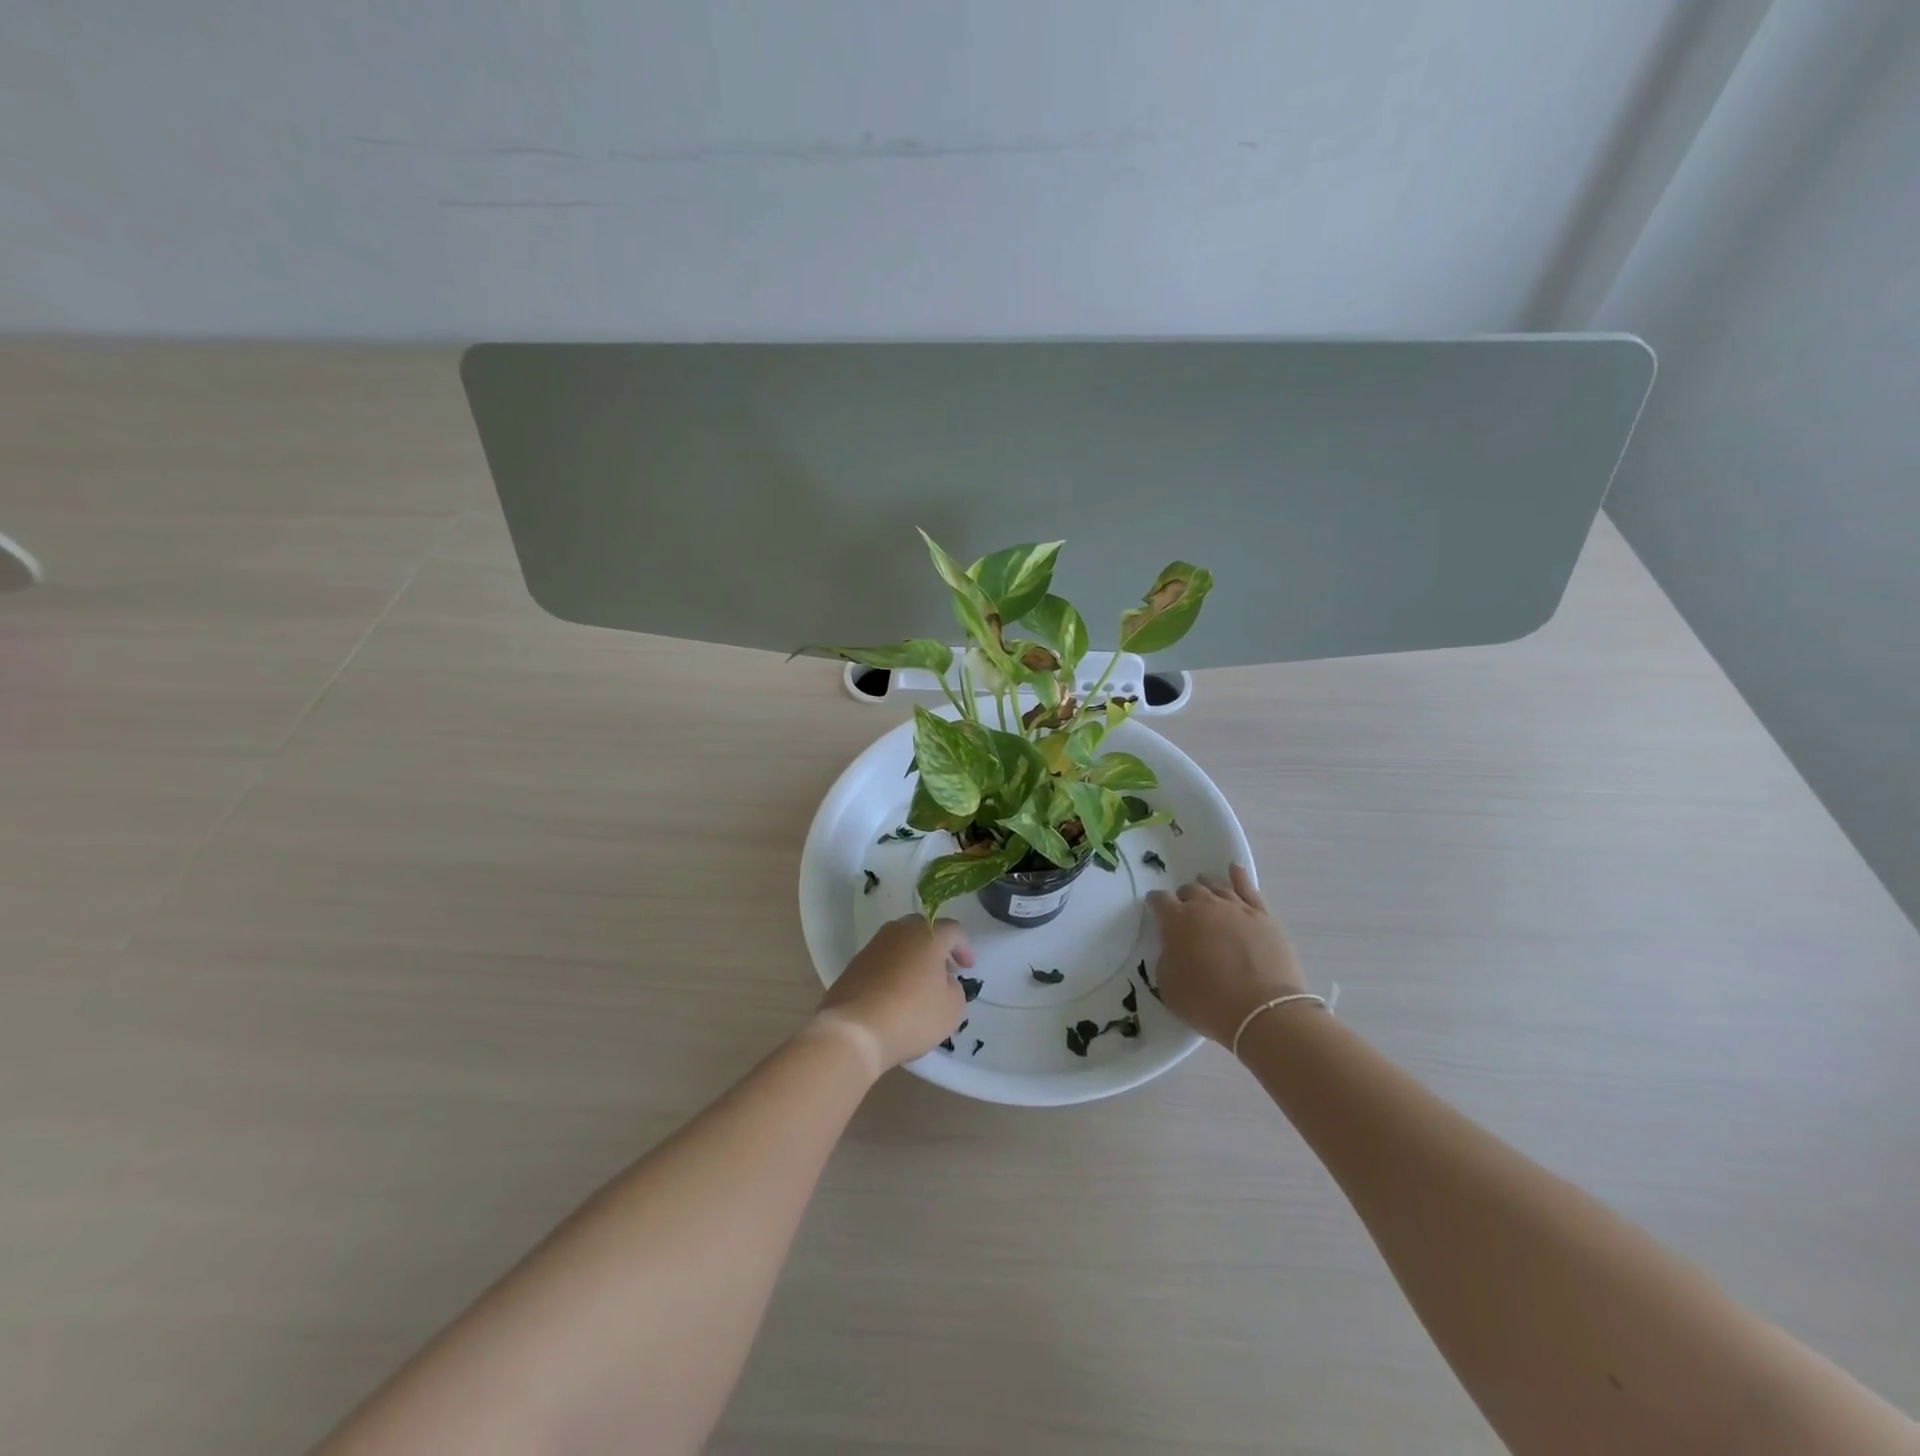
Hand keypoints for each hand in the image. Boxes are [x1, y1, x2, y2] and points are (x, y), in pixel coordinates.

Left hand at [815, 916, 972, 1072]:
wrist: (853, 1031)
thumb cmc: (911, 1015)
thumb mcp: (952, 1008)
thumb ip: (955, 989)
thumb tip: (944, 982)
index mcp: (927, 934)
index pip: (953, 930)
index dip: (964, 948)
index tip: (967, 969)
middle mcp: (899, 931)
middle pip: (923, 930)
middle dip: (937, 948)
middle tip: (945, 971)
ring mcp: (873, 946)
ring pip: (900, 943)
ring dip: (913, 958)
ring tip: (920, 985)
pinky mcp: (854, 964)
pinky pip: (882, 960)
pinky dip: (893, 971)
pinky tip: (896, 994)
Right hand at [1146, 866, 1307, 1045]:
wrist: (1262, 1010)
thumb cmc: (1207, 1002)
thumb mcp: (1168, 986)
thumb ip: (1166, 960)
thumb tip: (1174, 949)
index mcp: (1176, 920)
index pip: (1159, 901)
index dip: (1155, 904)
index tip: (1154, 909)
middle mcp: (1205, 906)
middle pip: (1190, 891)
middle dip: (1183, 898)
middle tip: (1185, 912)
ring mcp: (1236, 908)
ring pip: (1217, 887)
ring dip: (1207, 888)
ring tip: (1205, 891)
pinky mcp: (1263, 916)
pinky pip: (1248, 888)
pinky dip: (1239, 877)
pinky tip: (1234, 870)